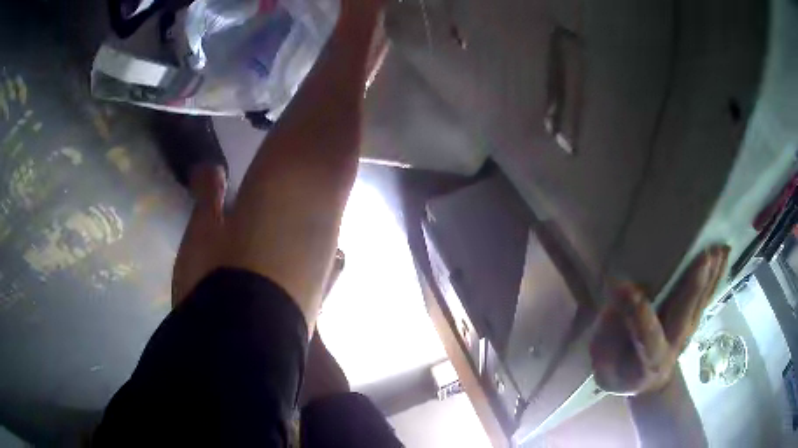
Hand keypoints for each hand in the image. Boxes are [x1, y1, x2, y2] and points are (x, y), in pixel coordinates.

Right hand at [589, 245, 729, 395]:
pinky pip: (706, 296)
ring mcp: (687, 331)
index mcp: (649, 360)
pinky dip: (716, 275)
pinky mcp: (694, 319)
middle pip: (684, 316)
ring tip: (720, 248)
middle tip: (704, 258)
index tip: (627, 289)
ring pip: (699, 303)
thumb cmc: (620, 372)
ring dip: (710, 276)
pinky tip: (724, 253)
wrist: (648, 383)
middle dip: (693, 287)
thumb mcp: (605, 364)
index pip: (647, 338)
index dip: (639, 316)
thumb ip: (609, 334)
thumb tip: (618, 294)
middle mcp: (674, 345)